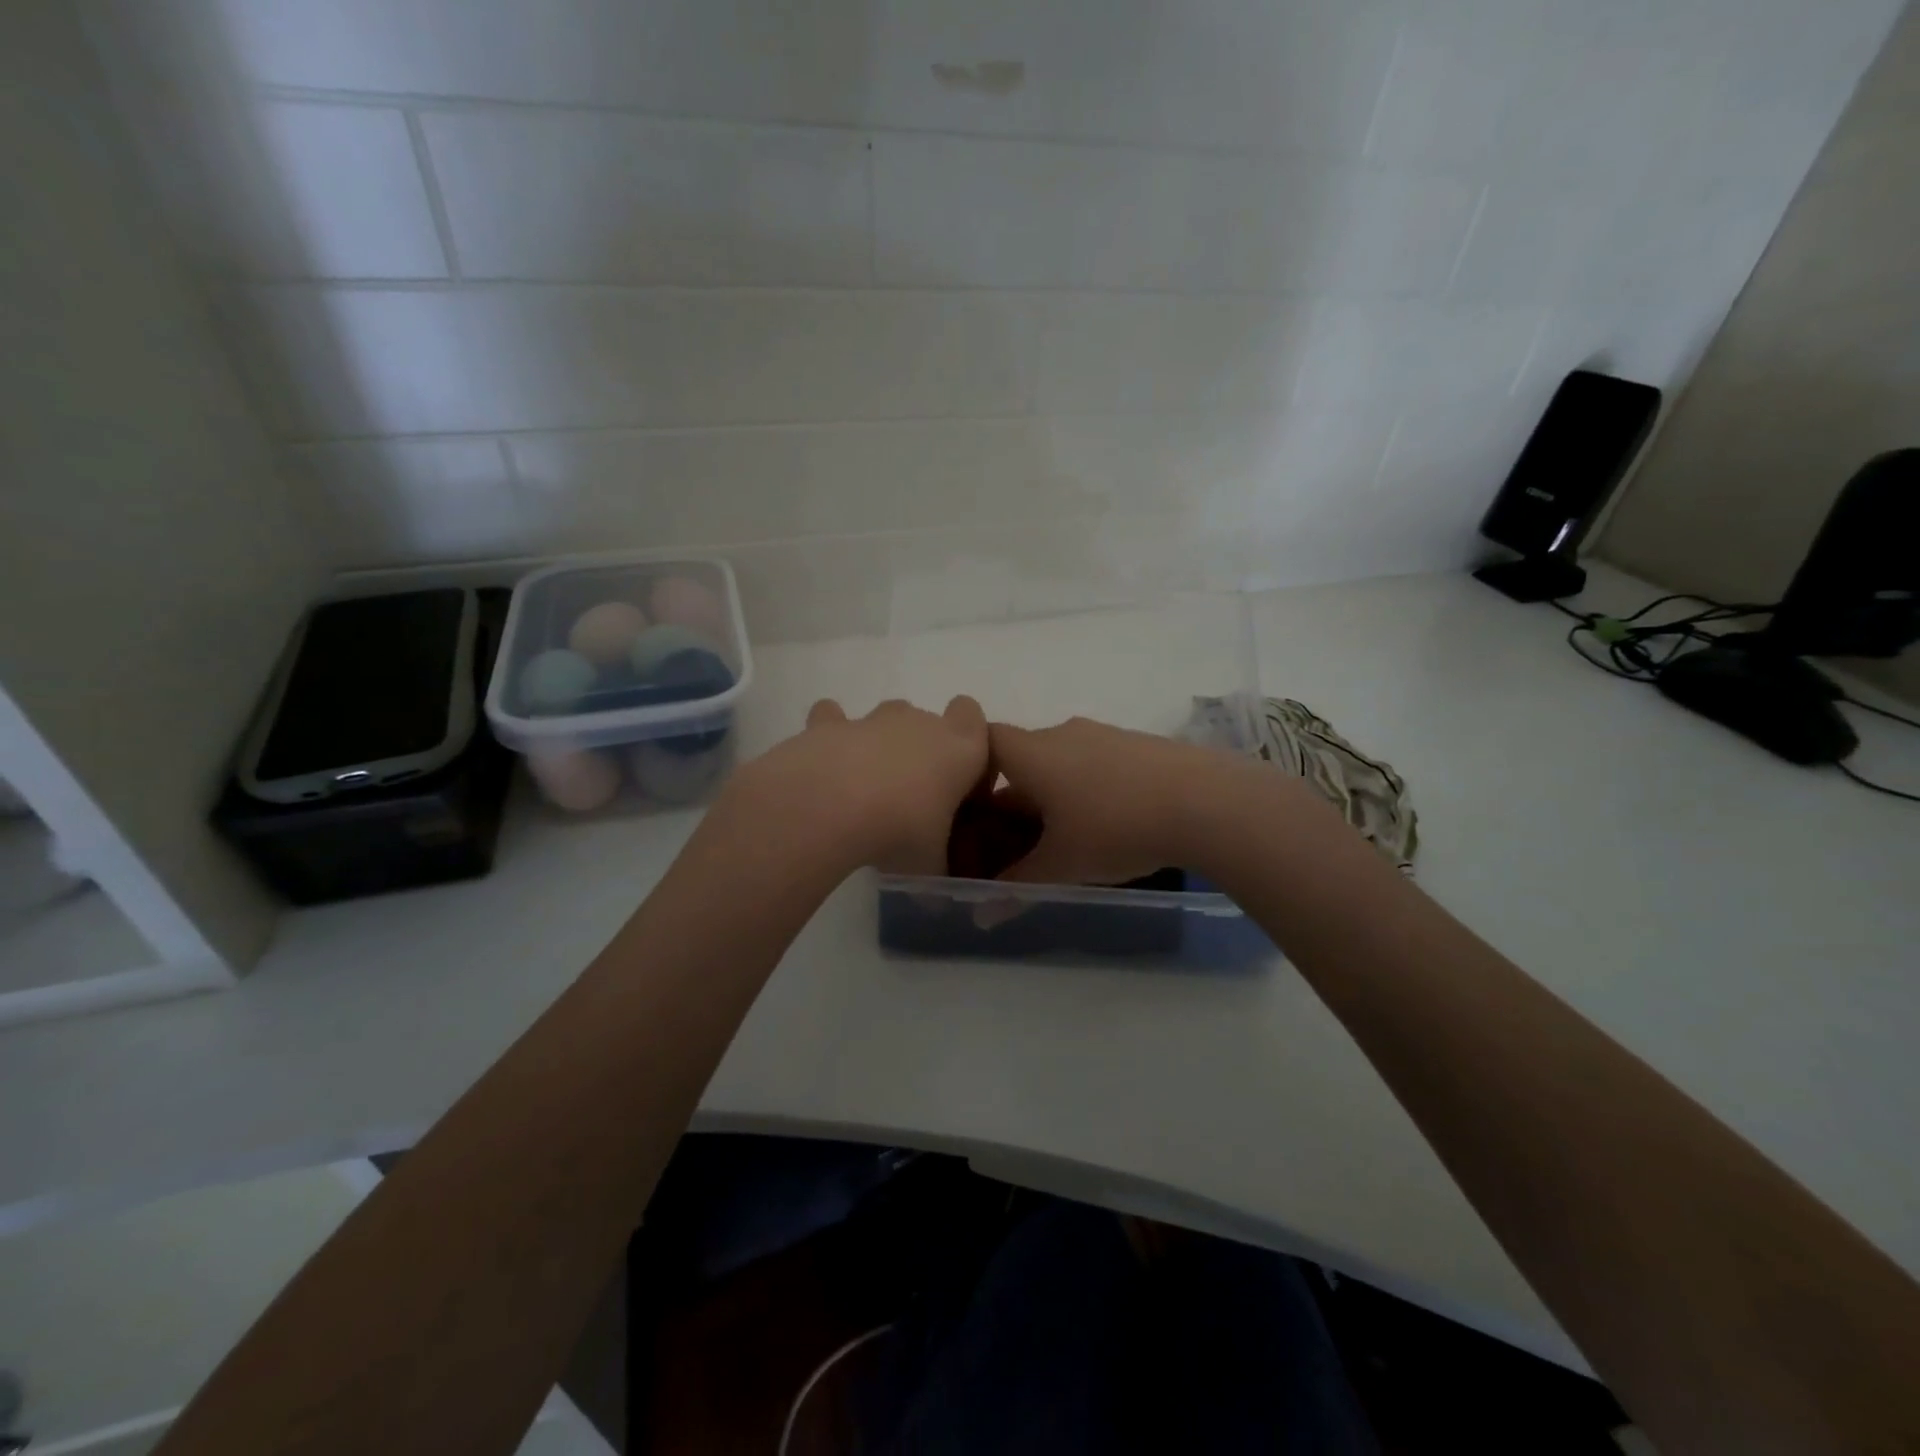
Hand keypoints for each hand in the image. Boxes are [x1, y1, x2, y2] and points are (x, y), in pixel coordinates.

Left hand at [725, 696, 989, 874]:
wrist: (831, 807)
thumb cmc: (900, 832)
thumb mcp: (930, 865)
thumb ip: (936, 868)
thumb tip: (935, 899)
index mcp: (959, 749)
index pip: (973, 718)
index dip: (966, 742)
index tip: (957, 779)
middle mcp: (919, 723)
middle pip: (928, 722)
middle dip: (920, 751)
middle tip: (908, 798)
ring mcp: (872, 720)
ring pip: (885, 717)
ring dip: (879, 744)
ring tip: (865, 787)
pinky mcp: (827, 723)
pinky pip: (832, 718)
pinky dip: (830, 735)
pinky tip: (823, 764)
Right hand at [988, 717, 1248, 884]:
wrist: (1205, 802)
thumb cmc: (1115, 828)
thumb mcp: (1060, 866)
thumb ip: (1015, 887)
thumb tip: (980, 915)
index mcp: (1032, 753)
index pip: (984, 741)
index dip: (972, 771)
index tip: (976, 809)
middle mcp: (1062, 733)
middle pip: (1022, 757)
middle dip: (1015, 797)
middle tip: (1019, 841)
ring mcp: (1103, 734)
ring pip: (1061, 760)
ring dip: (1055, 793)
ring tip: (1069, 837)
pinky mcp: (1137, 744)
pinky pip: (1096, 761)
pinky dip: (1090, 787)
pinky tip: (1112, 822)